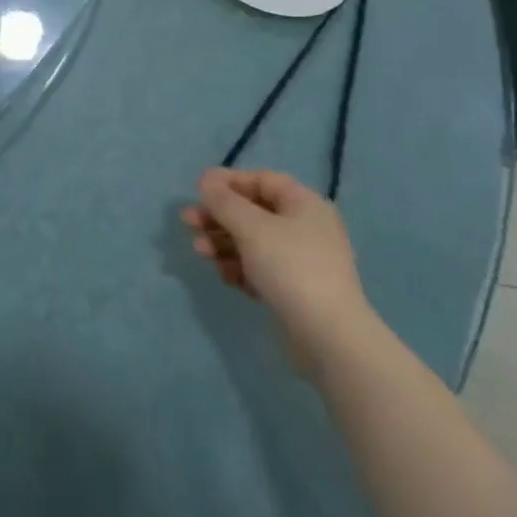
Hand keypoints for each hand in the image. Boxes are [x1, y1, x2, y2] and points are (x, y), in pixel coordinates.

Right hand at [181, 168, 371, 375]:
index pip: (261, 180)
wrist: (328, 337)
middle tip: (188, 222)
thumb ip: (224, 201)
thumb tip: (206, 180)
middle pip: (253, 212)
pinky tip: (226, 278)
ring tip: (199, 251)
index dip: (228, 182)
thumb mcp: (251, 227)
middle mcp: (306, 227)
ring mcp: (302, 261)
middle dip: (218, 216)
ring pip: (253, 242)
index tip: (197, 190)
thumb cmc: (290, 267)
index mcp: (304, 204)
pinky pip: (261, 269)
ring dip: (223, 243)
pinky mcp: (295, 290)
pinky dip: (240, 268)